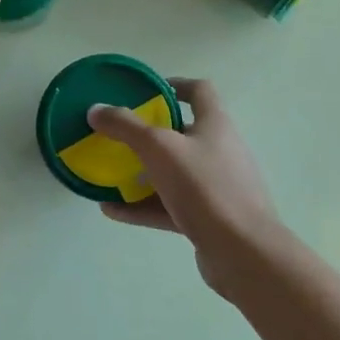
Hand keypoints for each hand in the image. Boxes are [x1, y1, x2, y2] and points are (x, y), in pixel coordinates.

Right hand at [87, 79, 294, 295]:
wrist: (243, 253)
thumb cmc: (204, 187)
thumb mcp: (159, 149)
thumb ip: (125, 127)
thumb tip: (96, 109)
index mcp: (215, 124)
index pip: (199, 91)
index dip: (174, 86)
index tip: (145, 93)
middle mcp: (219, 151)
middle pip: (182, 133)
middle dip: (149, 134)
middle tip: (118, 136)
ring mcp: (216, 187)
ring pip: (173, 173)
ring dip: (142, 173)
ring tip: (109, 174)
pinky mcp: (208, 219)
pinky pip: (169, 206)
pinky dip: (142, 206)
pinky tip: (112, 210)